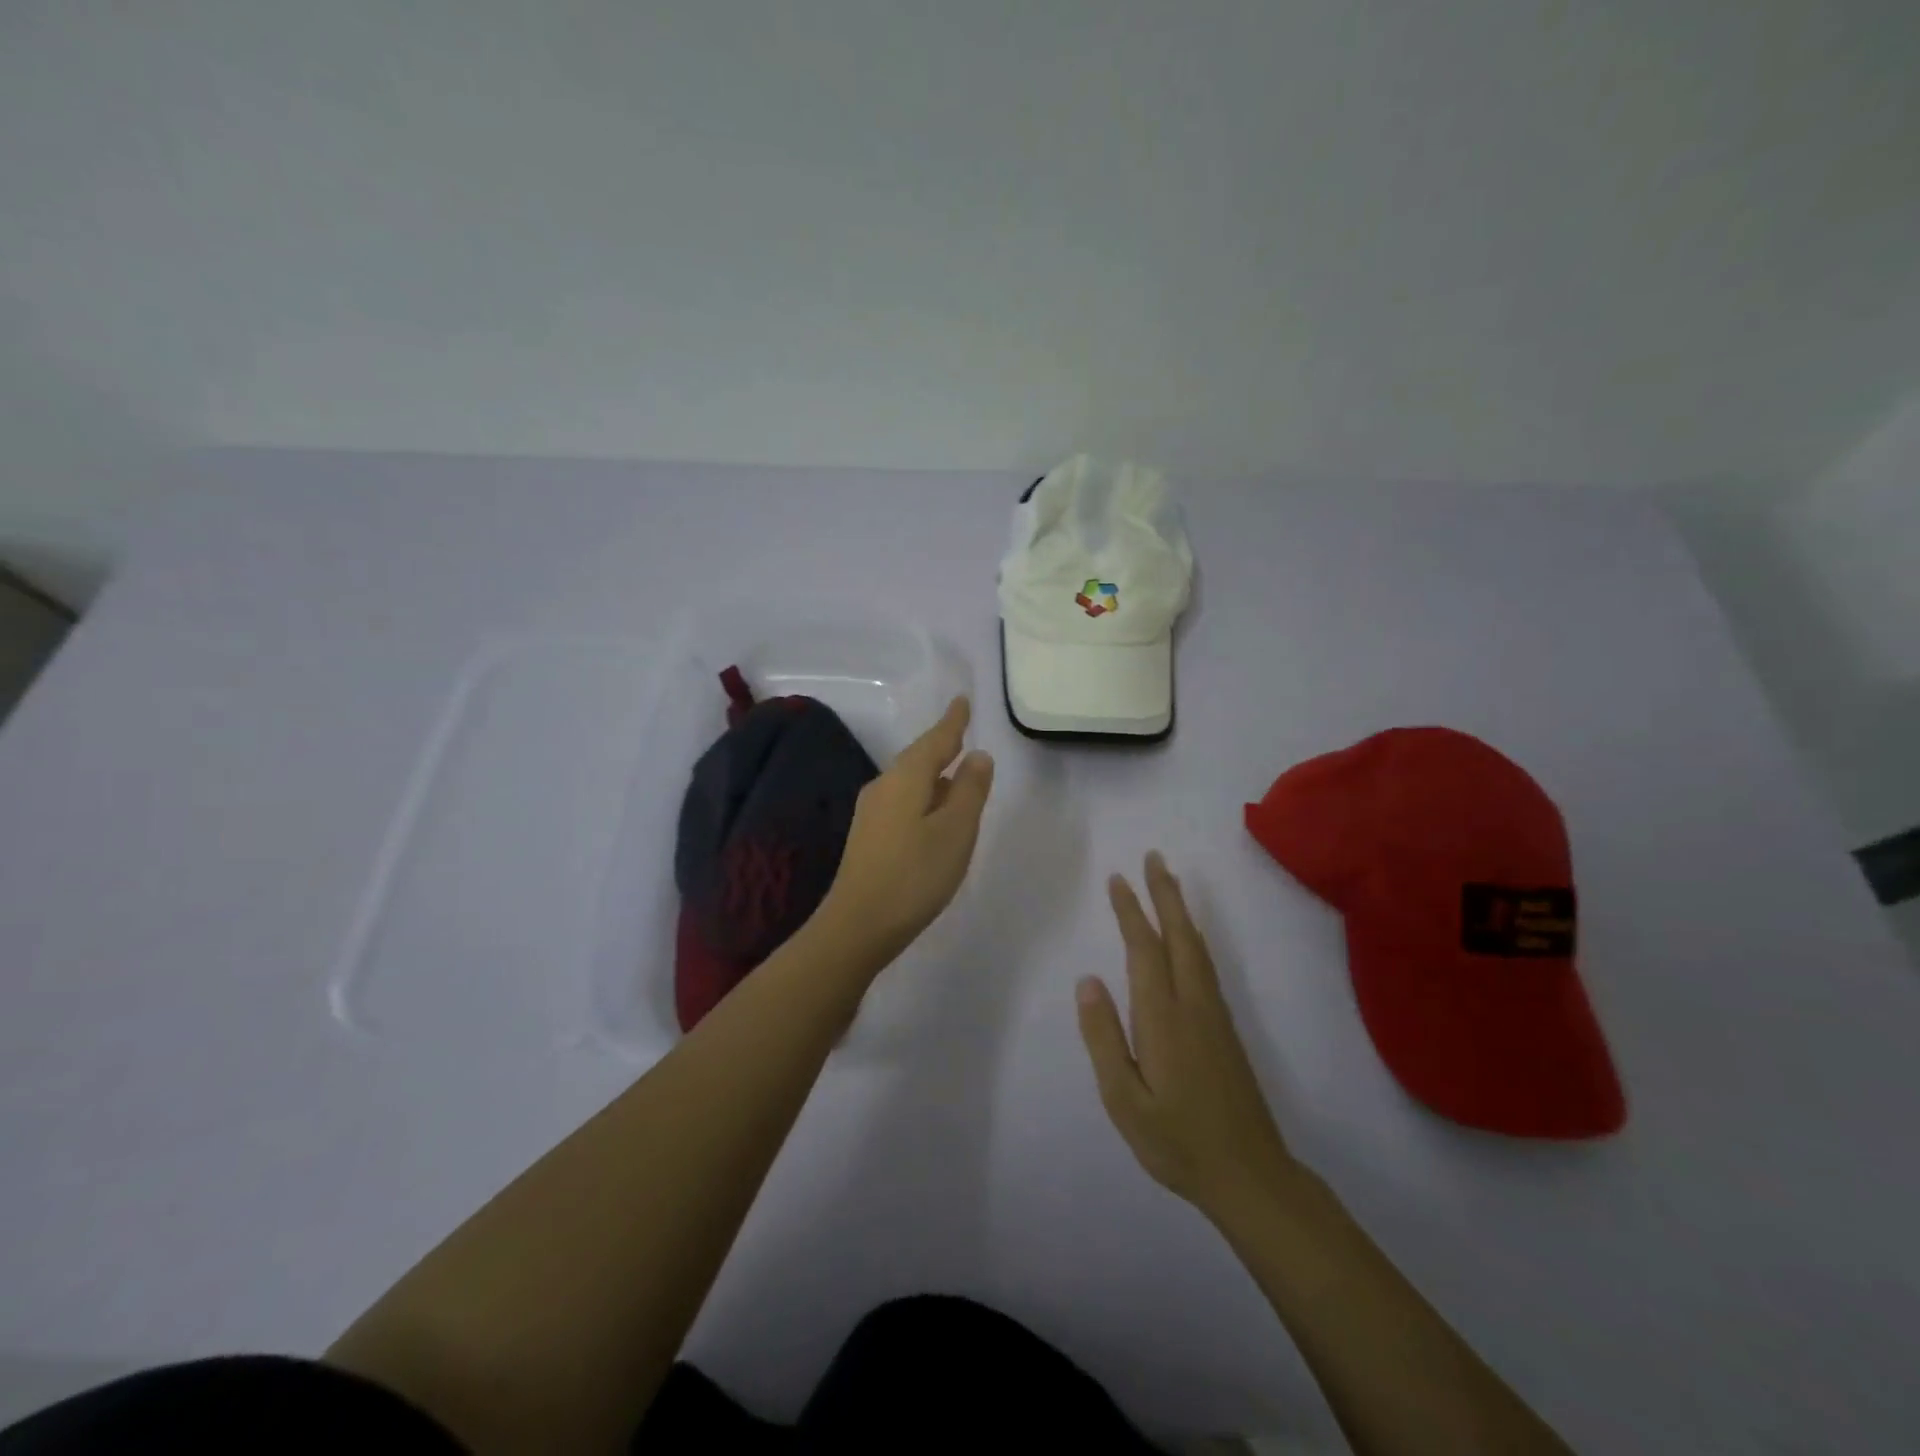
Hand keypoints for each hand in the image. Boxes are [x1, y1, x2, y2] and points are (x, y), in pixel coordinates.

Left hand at [818, 697, 994, 969]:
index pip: (935, 740)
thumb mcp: (956, 831)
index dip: (953, 722)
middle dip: (942, 745)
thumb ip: (970, 790)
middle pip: (918, 758)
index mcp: (906, 778)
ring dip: (934, 774)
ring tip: (956, 771)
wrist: (858, 924)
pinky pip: (903, 801)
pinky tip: (934, 812)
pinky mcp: (869, 837)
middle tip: (961, 732)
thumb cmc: (915, 874)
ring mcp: (872, 812)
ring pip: (910, 781)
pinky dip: (924, 797)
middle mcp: (884, 787)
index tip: (962, 701)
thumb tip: (978, 755)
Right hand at [1077, 853, 1297, 1218]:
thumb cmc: (1177, 1141)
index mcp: (1163, 1018)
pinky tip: (1189, 938)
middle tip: (1153, 856)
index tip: (1118, 879)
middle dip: (1164, 894)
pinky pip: (1206, 965)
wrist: (1250, 1175)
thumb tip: (1088, 981)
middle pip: (1179, 936)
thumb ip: (1104, 1038)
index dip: (1131, 911)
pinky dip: (1193, 936)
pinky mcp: (1226, 1028)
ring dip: (1181, 910)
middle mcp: (1193, 1004)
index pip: (1144, 950)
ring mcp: (1214, 1014)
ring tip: (1168, 882)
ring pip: (1197, 948)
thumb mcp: (1125, 1100)